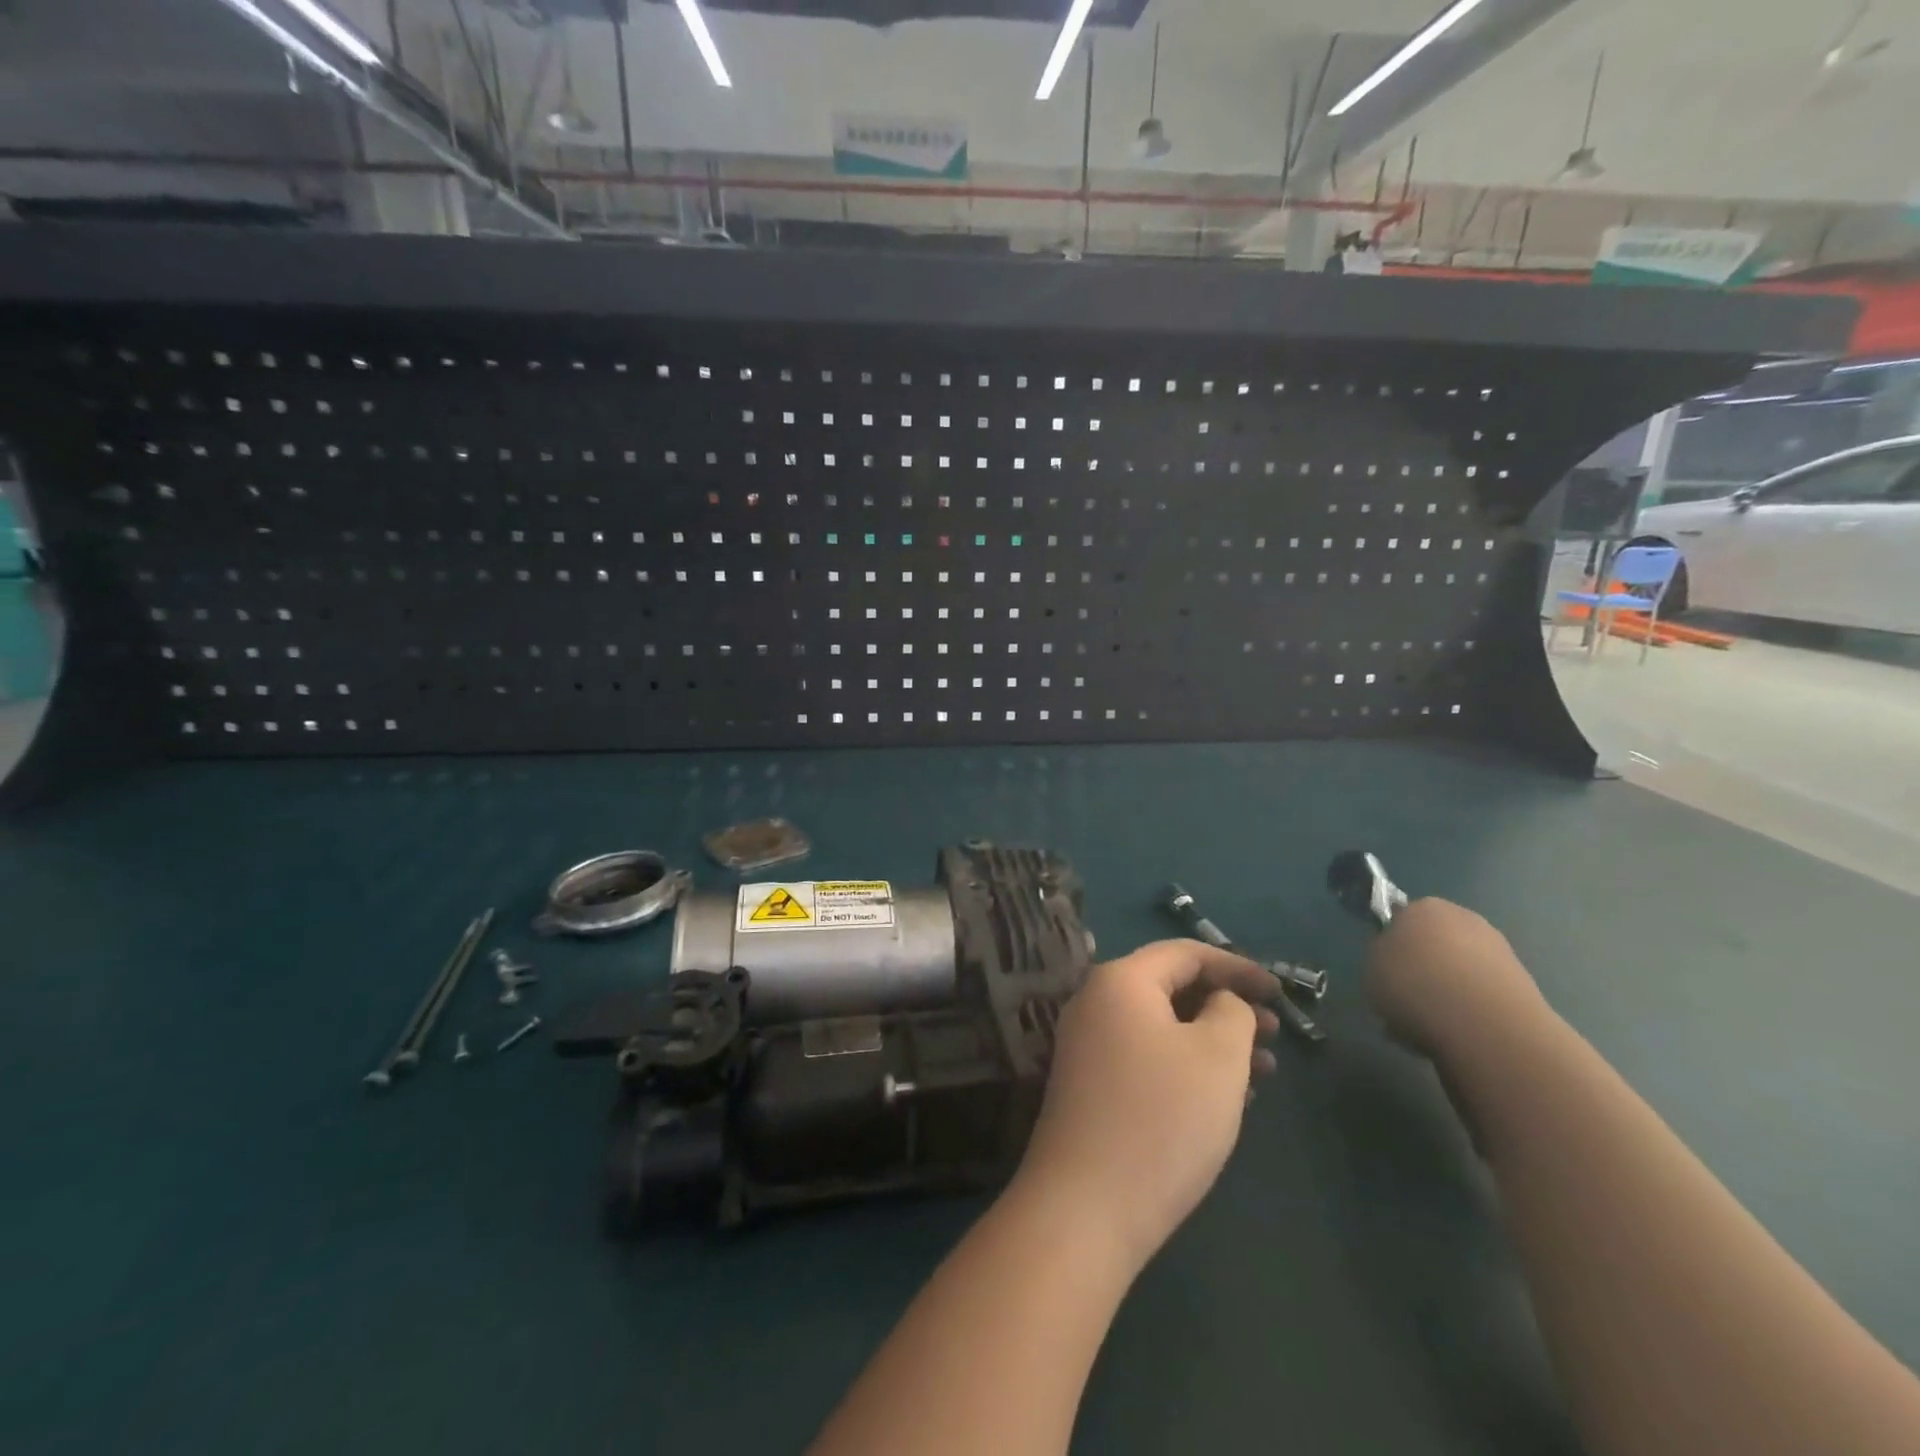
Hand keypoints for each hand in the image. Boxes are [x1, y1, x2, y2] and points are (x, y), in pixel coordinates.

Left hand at [1012, 940, 1281, 1274]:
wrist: (1085, 1206)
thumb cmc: (1161, 1118)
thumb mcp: (1217, 1056)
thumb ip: (1231, 1012)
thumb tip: (1222, 1002)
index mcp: (1120, 981)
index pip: (1184, 953)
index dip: (1237, 967)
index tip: (1280, 992)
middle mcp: (1095, 1002)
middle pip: (1170, 987)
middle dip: (1226, 1005)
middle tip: (1275, 1036)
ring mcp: (1086, 1044)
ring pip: (1161, 1026)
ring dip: (1211, 1039)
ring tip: (1262, 1072)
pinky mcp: (1089, 1084)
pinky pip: (1145, 1056)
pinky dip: (1185, 1064)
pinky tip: (1221, 1097)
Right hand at [1364, 898, 1548, 1062]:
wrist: (1484, 1025)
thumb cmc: (1415, 985)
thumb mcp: (1371, 967)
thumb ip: (1381, 956)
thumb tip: (1395, 960)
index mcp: (1423, 907)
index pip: (1401, 919)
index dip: (1392, 946)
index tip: (1386, 971)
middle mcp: (1464, 919)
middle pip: (1434, 943)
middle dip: (1423, 968)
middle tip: (1407, 999)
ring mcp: (1499, 951)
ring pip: (1459, 971)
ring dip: (1447, 992)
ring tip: (1431, 1026)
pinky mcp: (1523, 985)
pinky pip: (1481, 996)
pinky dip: (1470, 1012)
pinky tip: (1458, 1036)